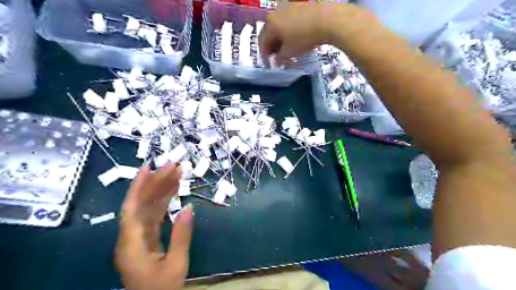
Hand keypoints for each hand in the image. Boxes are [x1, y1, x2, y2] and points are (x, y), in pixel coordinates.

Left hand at [114, 164, 193, 289]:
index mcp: (132, 245)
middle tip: (174, 167)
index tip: (149, 168)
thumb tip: (189, 207)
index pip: (132, 208)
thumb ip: (182, 235)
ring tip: (177, 174)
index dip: (138, 186)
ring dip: (161, 191)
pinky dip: (164, 204)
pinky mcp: (146, 240)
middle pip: (140, 204)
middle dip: (156, 183)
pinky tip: (173, 192)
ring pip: (147, 209)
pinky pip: (153, 217)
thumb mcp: (176, 264)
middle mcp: (131, 238)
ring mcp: (138, 239)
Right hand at [261, 3, 377, 65]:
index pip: (262, 42)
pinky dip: (289, 31)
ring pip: (279, 26)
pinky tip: (296, 38)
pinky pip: (289, 21)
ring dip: (281, 39)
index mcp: (270, 23)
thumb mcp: (289, 53)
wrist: (328, 19)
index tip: (269, 64)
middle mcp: (275, 12)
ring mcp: (287, 6)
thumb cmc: (304, 38)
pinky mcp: (299, 5)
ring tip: (287, 49)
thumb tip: (276, 61)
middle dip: (272, 46)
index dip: (264, 55)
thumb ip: (279, 58)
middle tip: (277, 57)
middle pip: (270, 32)